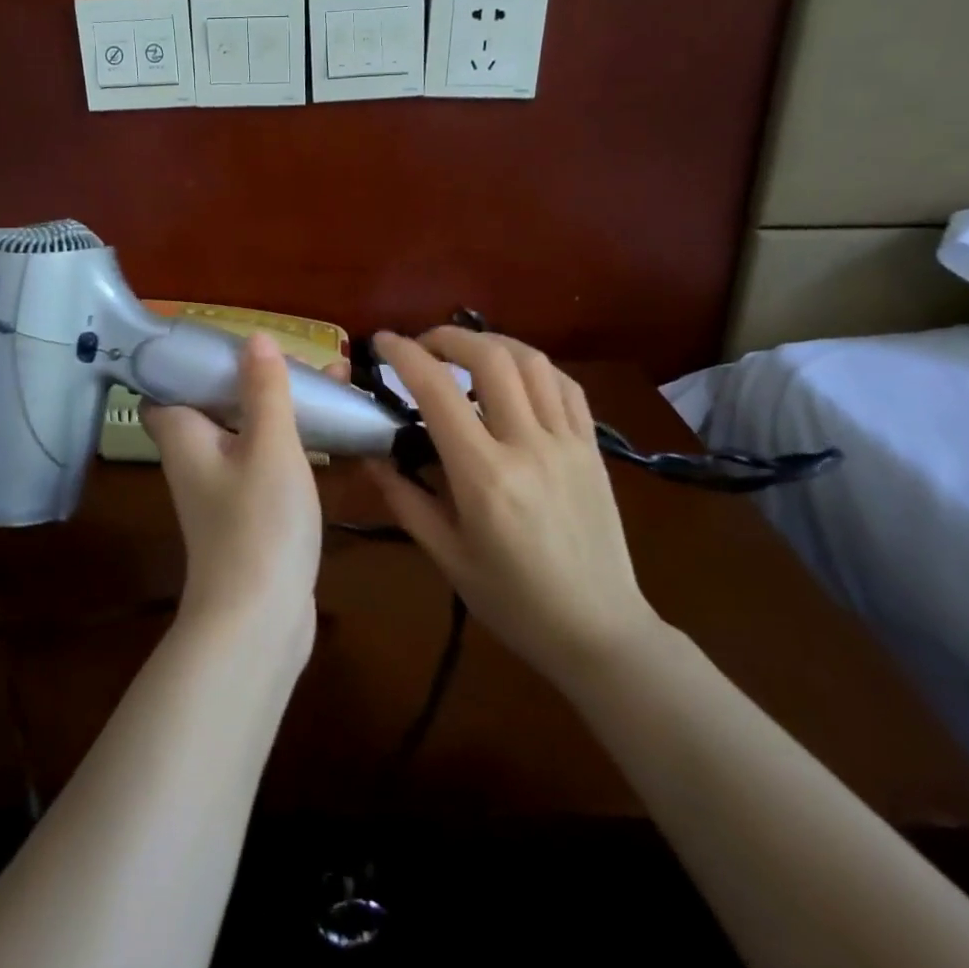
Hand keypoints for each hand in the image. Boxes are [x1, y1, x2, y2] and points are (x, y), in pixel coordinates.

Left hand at [140, 333, 322, 651]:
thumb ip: (264, 390)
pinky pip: (262, 462)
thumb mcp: (269, 445)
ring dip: (275, 408)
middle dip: (249, 378)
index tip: (222, 341)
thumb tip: (254, 338)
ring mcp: (220, 491)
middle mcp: (194, 460)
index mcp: (184, 436)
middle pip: (212, 405)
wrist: (260, 620)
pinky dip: (286, 442)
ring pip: (243, 433)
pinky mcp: (247, 515)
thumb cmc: (258, 522)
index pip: (163, 387)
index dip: (184, 362)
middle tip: (292, 358)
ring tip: (325, 381)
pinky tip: (325, 434)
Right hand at [368, 329, 662, 681]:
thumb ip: (404, 498)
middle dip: (448, 337)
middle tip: (422, 346)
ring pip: (532, 362)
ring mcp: (568, 443)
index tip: (382, 343)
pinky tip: (515, 377)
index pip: (437, 392)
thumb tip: (370, 455)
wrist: (598, 630)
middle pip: (490, 358)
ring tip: (465, 354)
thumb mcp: (446, 555)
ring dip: (492, 343)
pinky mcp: (593, 448)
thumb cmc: (512, 601)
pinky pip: (566, 386)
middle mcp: (528, 446)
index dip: (405, 356)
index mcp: (483, 476)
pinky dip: (534, 367)